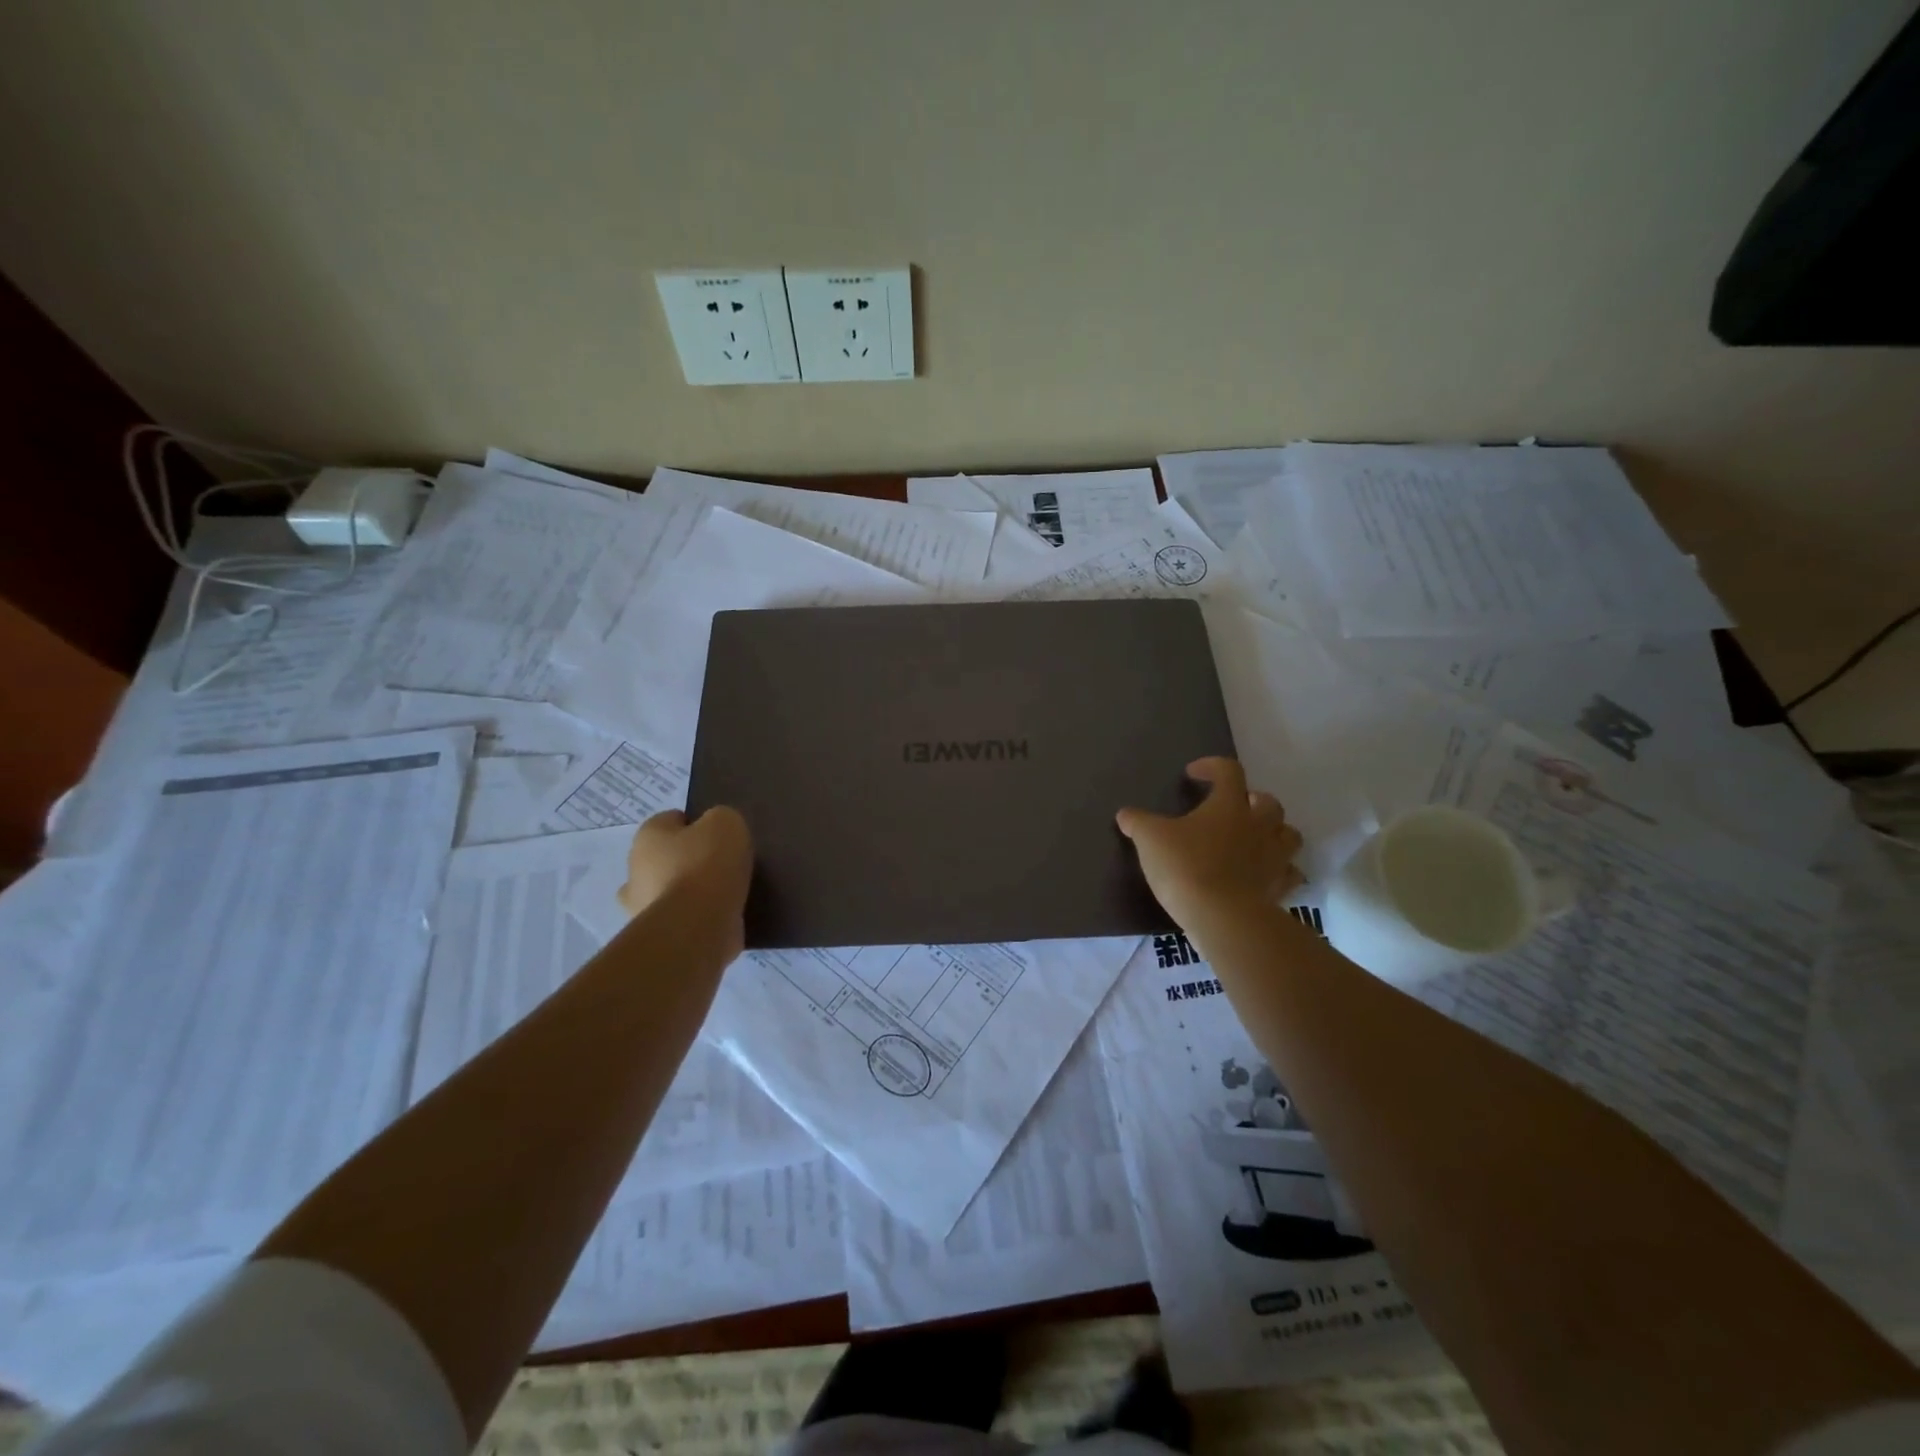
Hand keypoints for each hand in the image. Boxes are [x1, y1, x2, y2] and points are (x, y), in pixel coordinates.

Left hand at [618, 807, 753, 950]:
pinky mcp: (657, 936)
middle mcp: (635, 869)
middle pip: (665, 858)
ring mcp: (641, 907)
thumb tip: (715, 832)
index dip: (698, 825)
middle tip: (721, 867)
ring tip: (724, 896)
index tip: (721, 838)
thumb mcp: (726, 822)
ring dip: (689, 893)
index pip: (672, 820)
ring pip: (669, 891)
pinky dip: (695, 919)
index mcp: (648, 836)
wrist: (698, 926)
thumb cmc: (707, 865)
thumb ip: (720, 819)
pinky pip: (680, 919)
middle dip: (688, 861)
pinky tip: (721, 917)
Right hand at [1117, 757, 1302, 927]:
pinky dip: (1279, 871)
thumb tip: (1125, 814)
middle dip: (1252, 800)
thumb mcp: (1149, 839)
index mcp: (1229, 805)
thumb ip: (1137, 822)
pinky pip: (1288, 873)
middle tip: (1232, 808)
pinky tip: (1262, 875)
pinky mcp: (1278, 888)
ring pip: (1288, 835)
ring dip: (1274, 832)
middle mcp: (1258, 826)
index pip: (1229, 771)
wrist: (1222, 917)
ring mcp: (1274, 858)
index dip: (1212, 767)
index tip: (1193, 774)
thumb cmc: (1185, 867)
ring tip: (1253, 839)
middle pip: (1269, 802)